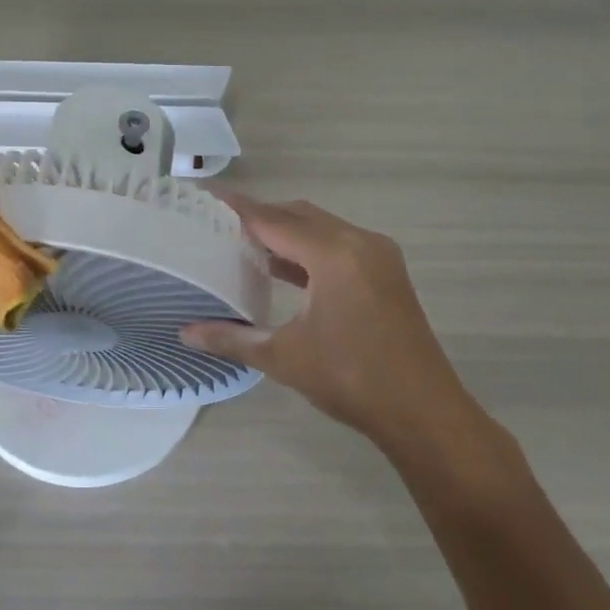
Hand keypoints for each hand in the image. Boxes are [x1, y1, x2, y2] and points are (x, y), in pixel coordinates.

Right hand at [180, 193, 474, 454]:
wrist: (424, 412)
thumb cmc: (351, 380)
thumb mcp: (284, 358)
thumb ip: (232, 339)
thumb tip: (186, 333)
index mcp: (333, 255)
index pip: (272, 220)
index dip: (237, 208)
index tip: (205, 196)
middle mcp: (358, 242)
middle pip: (297, 215)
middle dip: (259, 216)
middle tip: (218, 225)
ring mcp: (377, 255)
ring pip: (320, 226)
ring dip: (285, 231)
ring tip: (243, 244)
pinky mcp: (386, 271)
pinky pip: (338, 243)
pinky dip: (308, 248)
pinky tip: (283, 268)